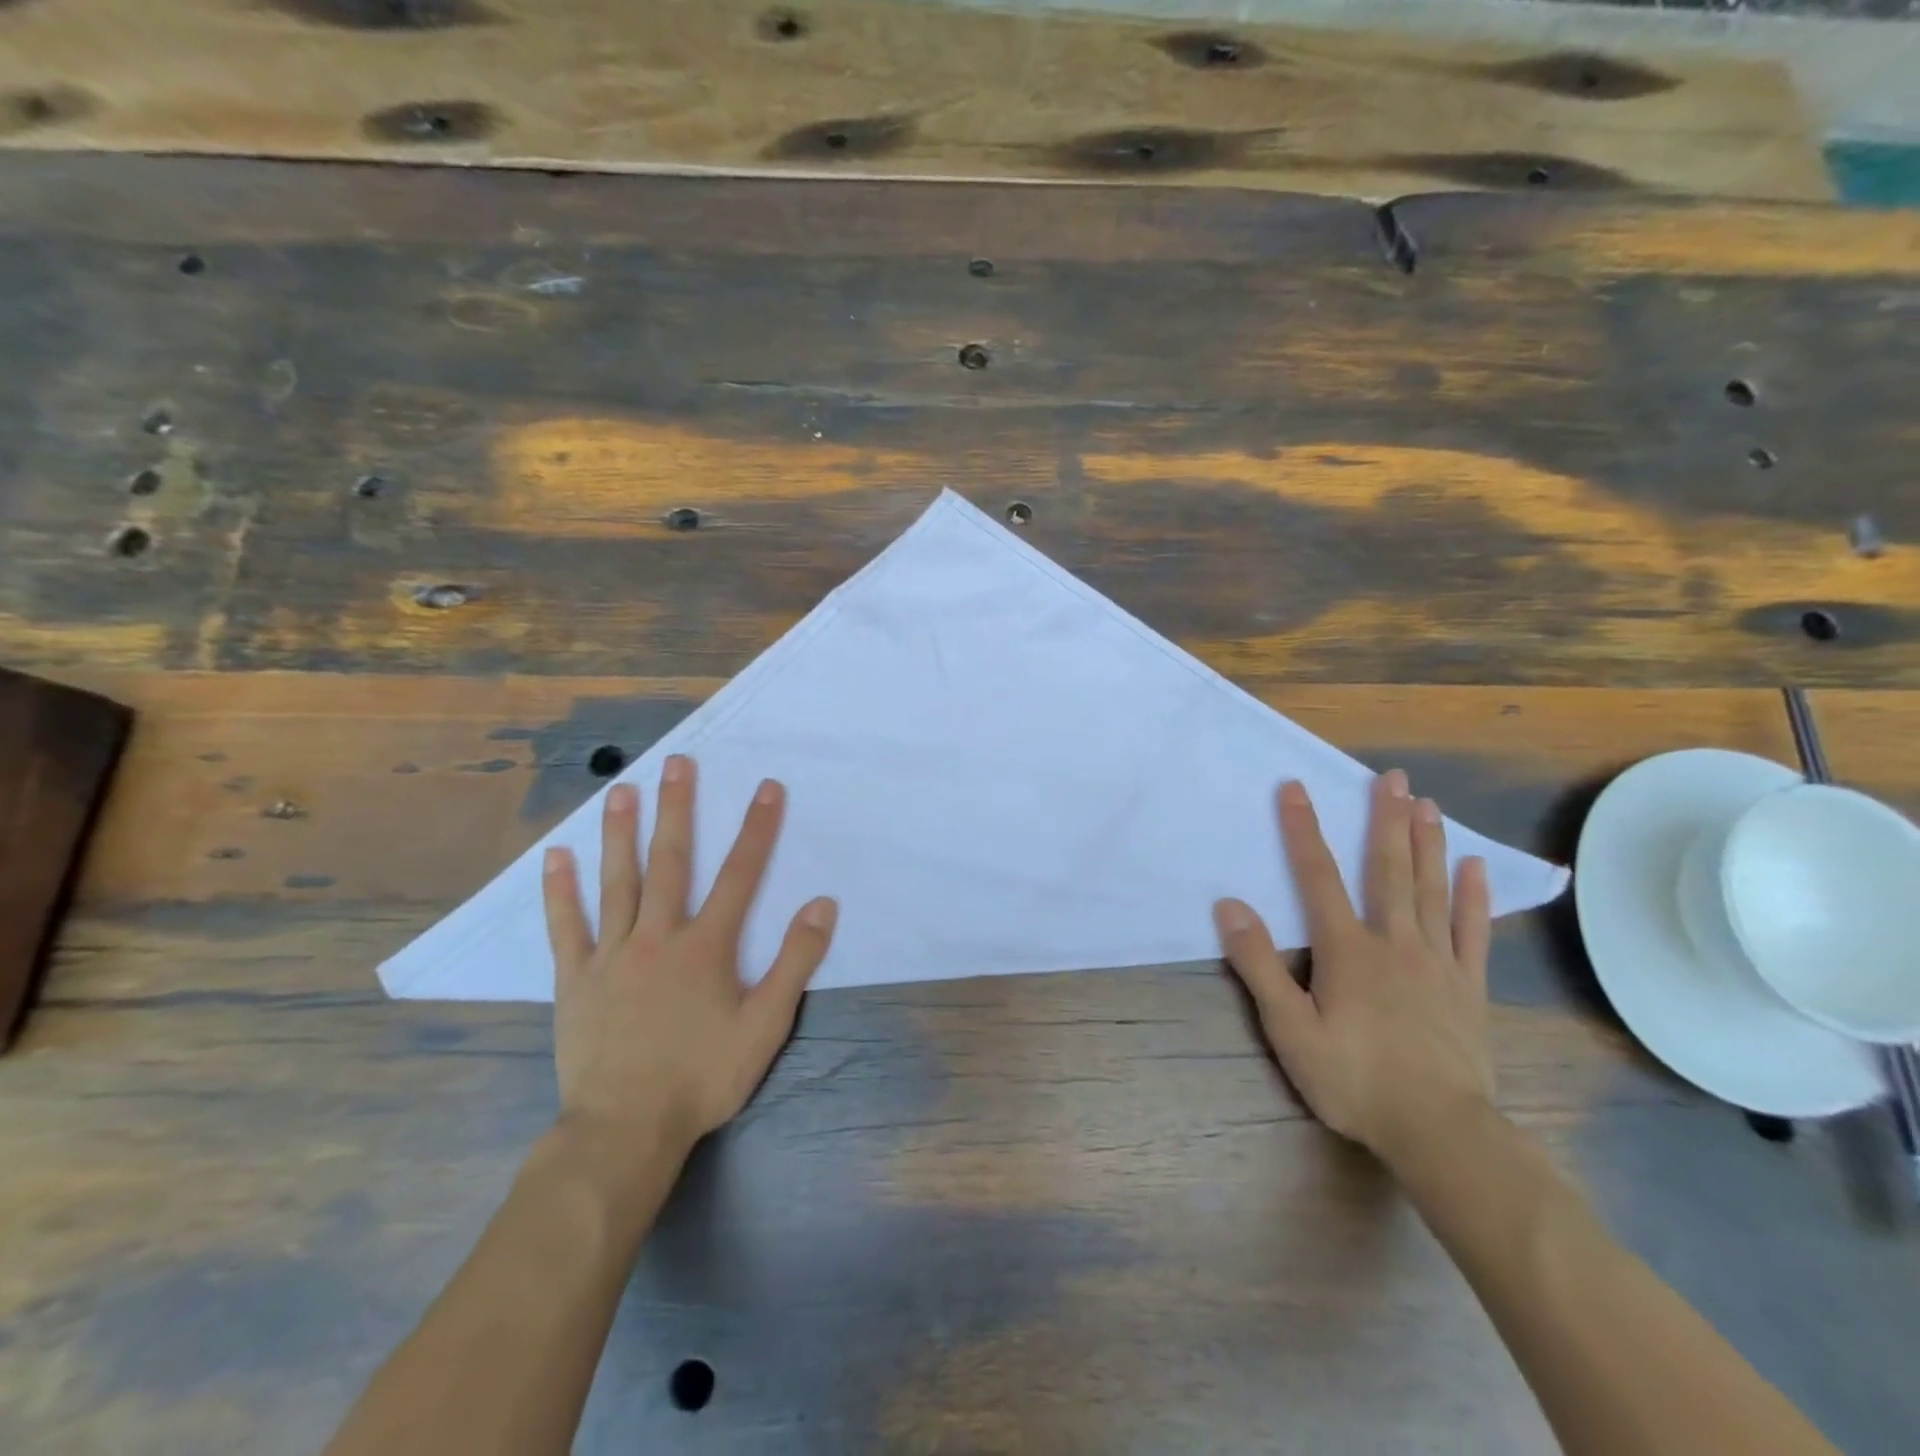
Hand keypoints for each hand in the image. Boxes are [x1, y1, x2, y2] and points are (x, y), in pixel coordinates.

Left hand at [542, 754, 836, 1156]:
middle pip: (671, 862)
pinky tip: (555, 857)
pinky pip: (566, 927)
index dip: (757, 829)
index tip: (767, 787)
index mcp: (706, 947)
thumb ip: (795, 962)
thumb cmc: (702, 1077)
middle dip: (679, 809)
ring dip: (620, 833)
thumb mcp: (765, 1026)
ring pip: (617, 882)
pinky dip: (560, 891)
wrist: (625, 1130)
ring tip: (620, 790)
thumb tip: (820, 904)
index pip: (740, 875)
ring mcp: (611, 954)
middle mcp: (657, 937)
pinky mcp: (575, 978)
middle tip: (678, 763)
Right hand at [1213, 769, 1494, 1169]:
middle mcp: (1394, 941)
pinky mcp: (1468, 986)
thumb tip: (1229, 905)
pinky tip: (1473, 867)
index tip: (1296, 787)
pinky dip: (1473, 897)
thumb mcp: (1289, 1028)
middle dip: (1385, 819)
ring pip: (1431, 890)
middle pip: (1387, 869)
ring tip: (1426, 803)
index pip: (1318, 876)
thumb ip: (1258, 964)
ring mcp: (1437, 962)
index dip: (1303, 829)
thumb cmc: (1354, 1079)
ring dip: (1427, 843)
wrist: (1441, 1132)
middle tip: (1391, 777)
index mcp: (1347, 949)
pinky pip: (1472, 931)